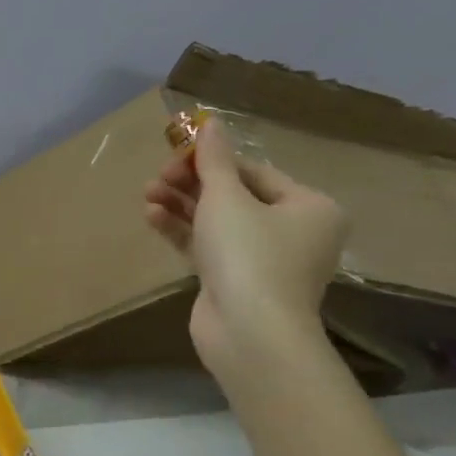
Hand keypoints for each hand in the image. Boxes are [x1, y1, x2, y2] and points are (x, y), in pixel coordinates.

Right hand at [143, 117, 346, 373]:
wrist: (251, 334)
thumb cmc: (249, 254)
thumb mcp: (226, 197)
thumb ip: (214, 159)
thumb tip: (212, 122)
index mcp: (308, 207)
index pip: (253, 171)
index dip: (211, 160)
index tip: (174, 155)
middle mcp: (293, 231)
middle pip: (234, 194)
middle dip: (191, 183)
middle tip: (157, 177)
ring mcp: (264, 259)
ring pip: (217, 220)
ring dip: (181, 205)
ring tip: (147, 195)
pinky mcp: (236, 281)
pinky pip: (207, 245)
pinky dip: (182, 230)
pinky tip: (152, 217)